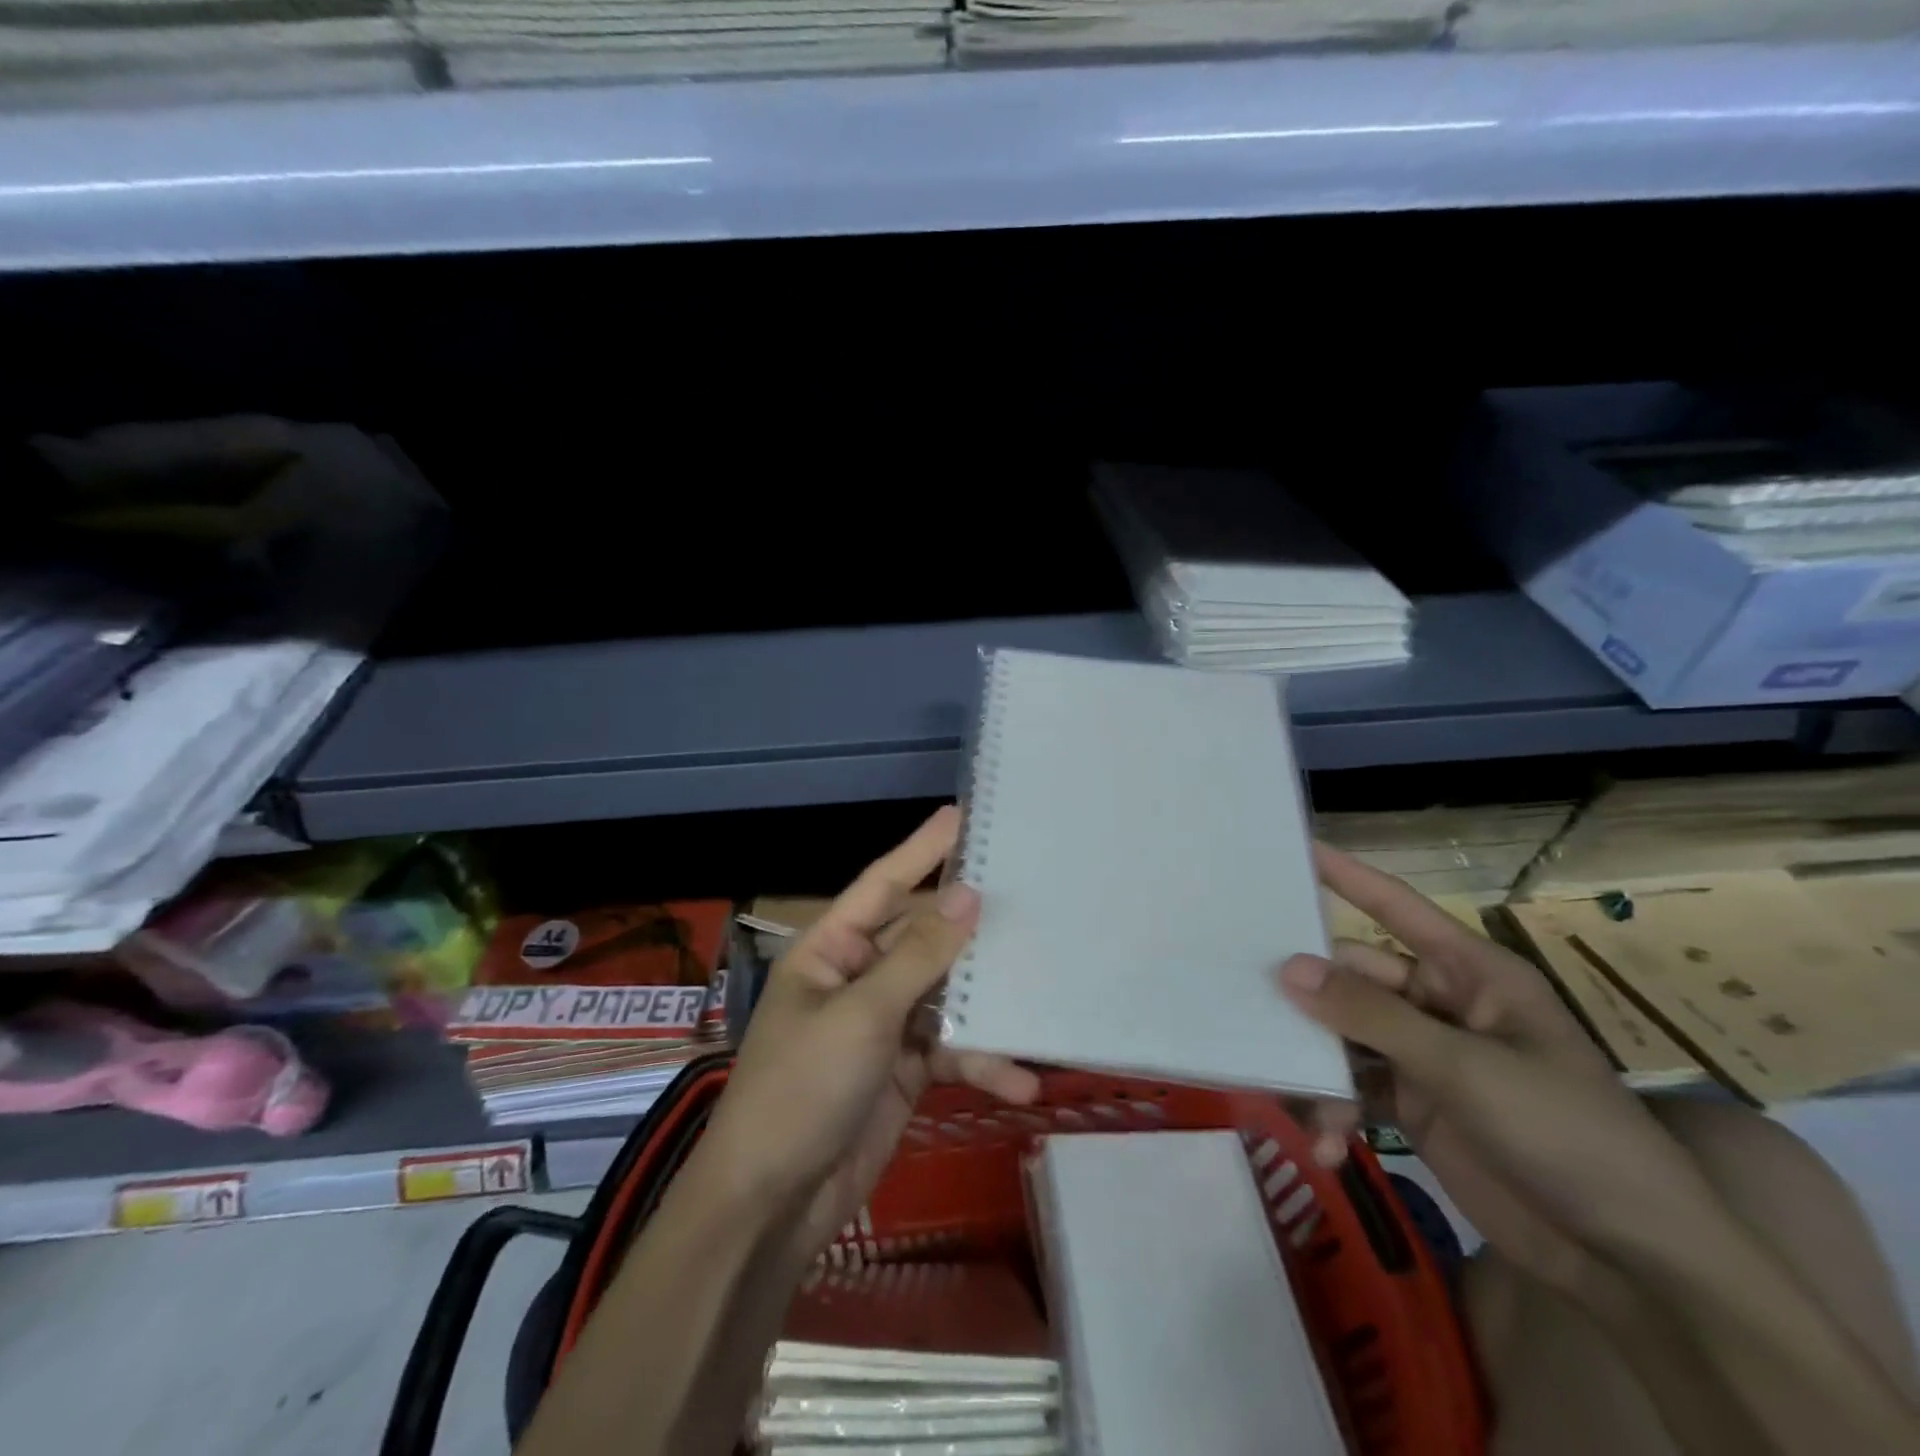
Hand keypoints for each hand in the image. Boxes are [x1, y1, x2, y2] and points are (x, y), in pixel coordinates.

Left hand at [698, 806, 1039, 1259]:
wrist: (771, 1206)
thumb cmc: (801, 1089)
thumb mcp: (862, 1016)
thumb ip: (919, 956)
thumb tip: (968, 894)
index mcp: (830, 949)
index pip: (883, 884)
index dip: (922, 848)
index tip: (963, 815)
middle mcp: (857, 976)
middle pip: (923, 936)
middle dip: (970, 926)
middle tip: (1029, 894)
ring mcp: (883, 1024)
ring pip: (946, 994)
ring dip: (988, 1004)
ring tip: (1042, 992)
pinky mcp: (905, 1070)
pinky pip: (952, 1050)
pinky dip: (982, 1063)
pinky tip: (1021, 1083)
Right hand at [1280, 844, 1719, 1291]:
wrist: (1631, 1263)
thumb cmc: (1566, 1135)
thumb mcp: (1465, 1068)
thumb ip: (1371, 1015)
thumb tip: (1288, 967)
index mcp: (1471, 974)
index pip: (1398, 907)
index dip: (1347, 876)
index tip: (1293, 850)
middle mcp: (1441, 1004)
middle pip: (1353, 978)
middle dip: (1310, 1002)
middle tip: (1252, 1009)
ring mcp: (1424, 1056)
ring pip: (1344, 1036)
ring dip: (1320, 1068)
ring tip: (1302, 1104)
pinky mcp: (1413, 1106)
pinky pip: (1354, 1090)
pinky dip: (1335, 1112)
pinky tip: (1327, 1145)